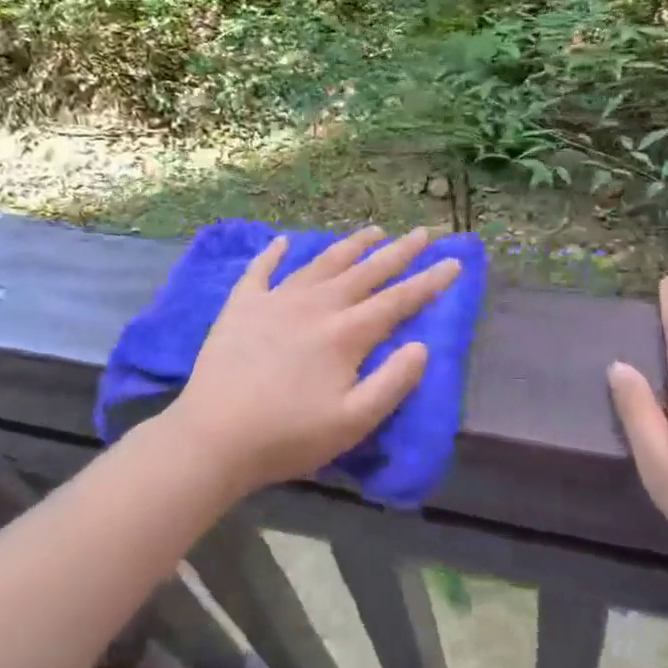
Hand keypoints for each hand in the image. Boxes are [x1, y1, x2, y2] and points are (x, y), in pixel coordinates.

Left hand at [167, 226, 460, 491]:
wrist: (214, 436)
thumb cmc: (289, 436)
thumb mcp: (354, 422)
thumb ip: (393, 382)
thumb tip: (422, 346)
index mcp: (346, 333)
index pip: (398, 300)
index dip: (429, 282)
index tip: (453, 262)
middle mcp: (316, 305)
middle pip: (365, 272)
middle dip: (398, 252)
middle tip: (422, 232)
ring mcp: (276, 300)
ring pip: (322, 262)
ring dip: (351, 245)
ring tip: (373, 230)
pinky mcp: (242, 306)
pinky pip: (260, 270)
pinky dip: (272, 253)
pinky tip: (282, 241)